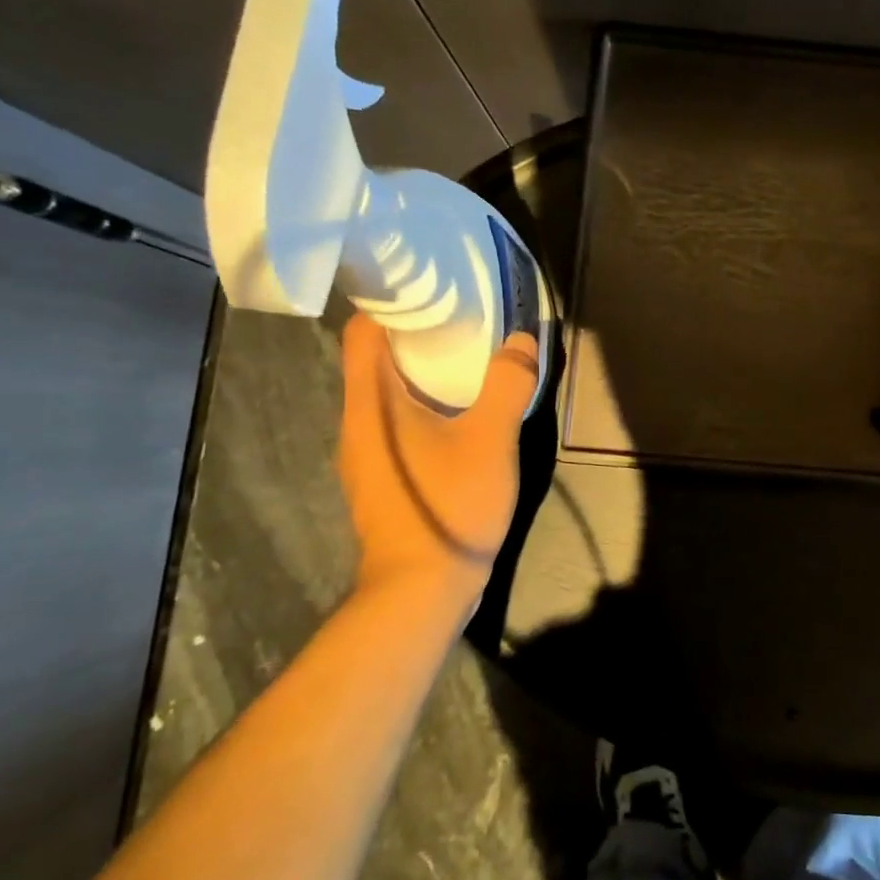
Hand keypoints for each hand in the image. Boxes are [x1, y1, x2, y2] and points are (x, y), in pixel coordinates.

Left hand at [337, 313, 540, 596]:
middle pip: (373, 361)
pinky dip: (422, 405)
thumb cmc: (449, 505)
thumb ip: (508, 385)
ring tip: (464, 357)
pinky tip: (459, 413)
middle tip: (460, 317)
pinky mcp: (383, 478)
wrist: (422, 589)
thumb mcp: (491, 439)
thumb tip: (522, 340)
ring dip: (419, 372)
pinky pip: (395, 423)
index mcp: (370, 404)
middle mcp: (357, 423)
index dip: (388, 304)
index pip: (362, 332)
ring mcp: (366, 455)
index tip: (428, 290)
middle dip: (413, 335)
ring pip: (385, 395)